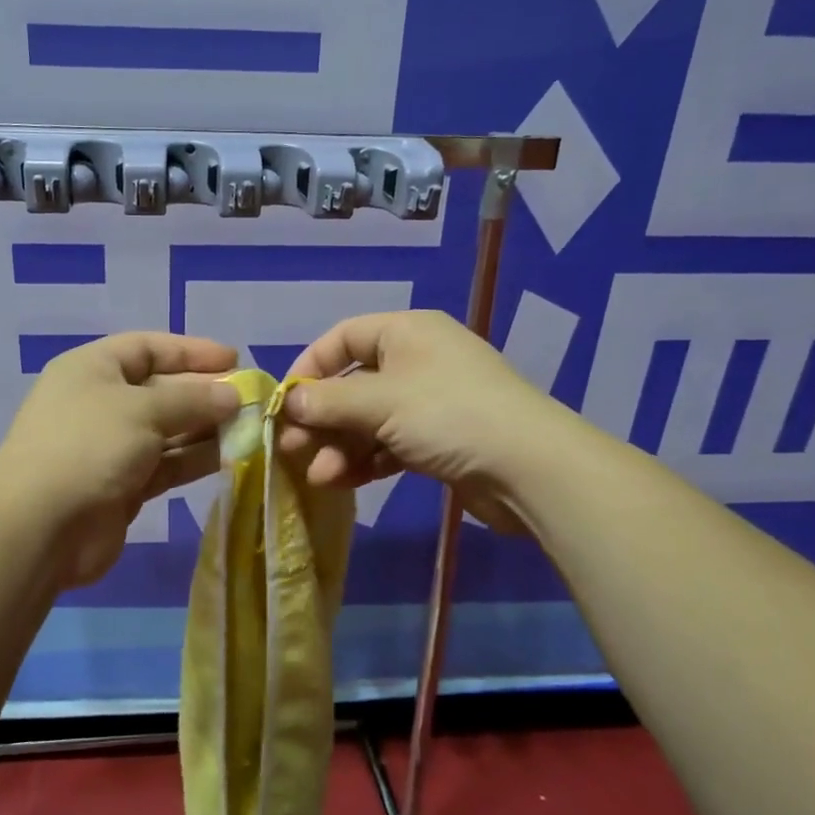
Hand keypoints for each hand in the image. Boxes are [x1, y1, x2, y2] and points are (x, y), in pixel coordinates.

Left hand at [0, 332, 241, 589]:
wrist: (40, 528)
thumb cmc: (89, 446)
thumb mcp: (143, 409)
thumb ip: (192, 399)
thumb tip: (232, 396)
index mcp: (93, 369)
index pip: (148, 348)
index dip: (192, 351)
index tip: (234, 359)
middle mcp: (100, 402)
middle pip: (161, 388)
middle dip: (205, 392)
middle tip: (250, 398)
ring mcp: (110, 446)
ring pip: (167, 429)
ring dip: (205, 428)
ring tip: (249, 428)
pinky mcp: (122, 485)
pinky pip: (165, 463)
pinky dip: (194, 458)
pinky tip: (230, 456)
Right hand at [277, 309, 554, 533]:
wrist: (530, 468)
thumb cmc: (448, 415)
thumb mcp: (380, 402)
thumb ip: (328, 402)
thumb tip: (289, 403)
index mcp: (405, 331)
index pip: (342, 338)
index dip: (310, 367)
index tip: (284, 402)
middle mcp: (416, 360)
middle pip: (352, 384)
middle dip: (321, 418)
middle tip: (292, 448)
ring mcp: (429, 402)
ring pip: (369, 419)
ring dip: (339, 446)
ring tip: (317, 476)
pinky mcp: (439, 440)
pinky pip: (389, 443)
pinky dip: (365, 460)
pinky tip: (341, 482)